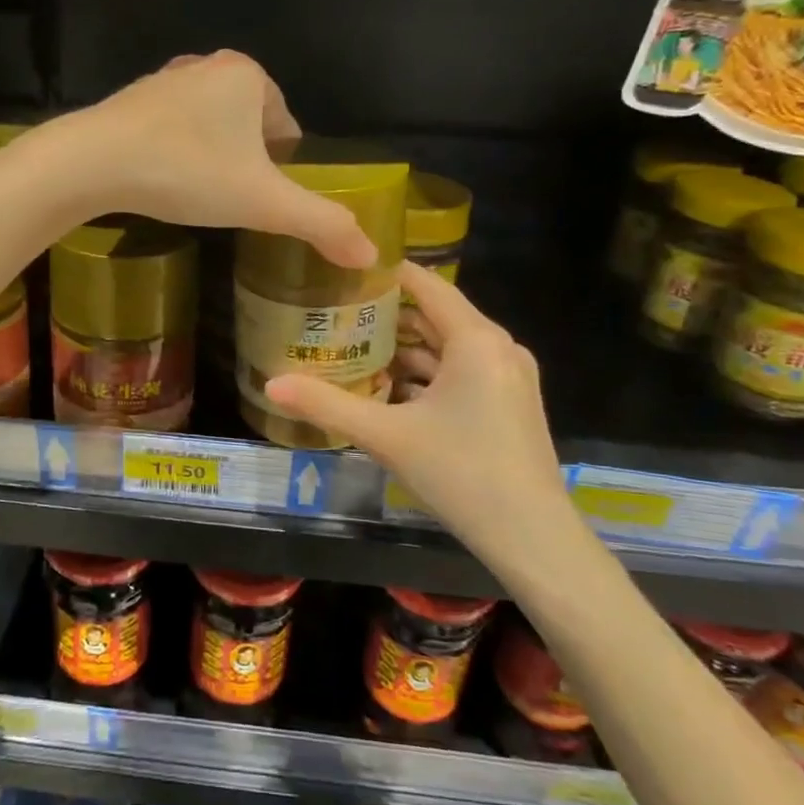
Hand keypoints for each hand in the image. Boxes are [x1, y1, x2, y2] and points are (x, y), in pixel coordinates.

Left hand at [60, 51, 375, 268]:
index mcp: (249, 76)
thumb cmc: (188, 172)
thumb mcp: (264, 203)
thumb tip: (372, 255)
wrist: (93, 162)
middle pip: (248, 127)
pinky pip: (172, 130)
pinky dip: (177, 154)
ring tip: (199, 197)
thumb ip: (321, 225)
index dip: (283, 170)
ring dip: (212, 159)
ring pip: (209, 127)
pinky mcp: (130, 100)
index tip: (265, 202)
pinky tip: (165, 182)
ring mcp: (165, 80)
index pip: (286, 129)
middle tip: (232, 205)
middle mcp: (208, 66)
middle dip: (246, 164)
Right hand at [264, 263, 573, 551]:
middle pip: (436, 314)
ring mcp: (509, 377)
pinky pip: (462, 371)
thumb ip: (327, 405)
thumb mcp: (386, 435)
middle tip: (337, 308)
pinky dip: (428, 373)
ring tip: (354, 346)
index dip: (386, 271)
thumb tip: (270, 385)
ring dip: (406, 347)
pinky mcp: (511, 403)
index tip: (344, 266)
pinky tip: (390, 389)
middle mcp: (498, 348)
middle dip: (388, 312)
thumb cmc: (461, 472)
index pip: (426, 284)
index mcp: (476, 340)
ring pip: (449, 346)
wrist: (533, 538)